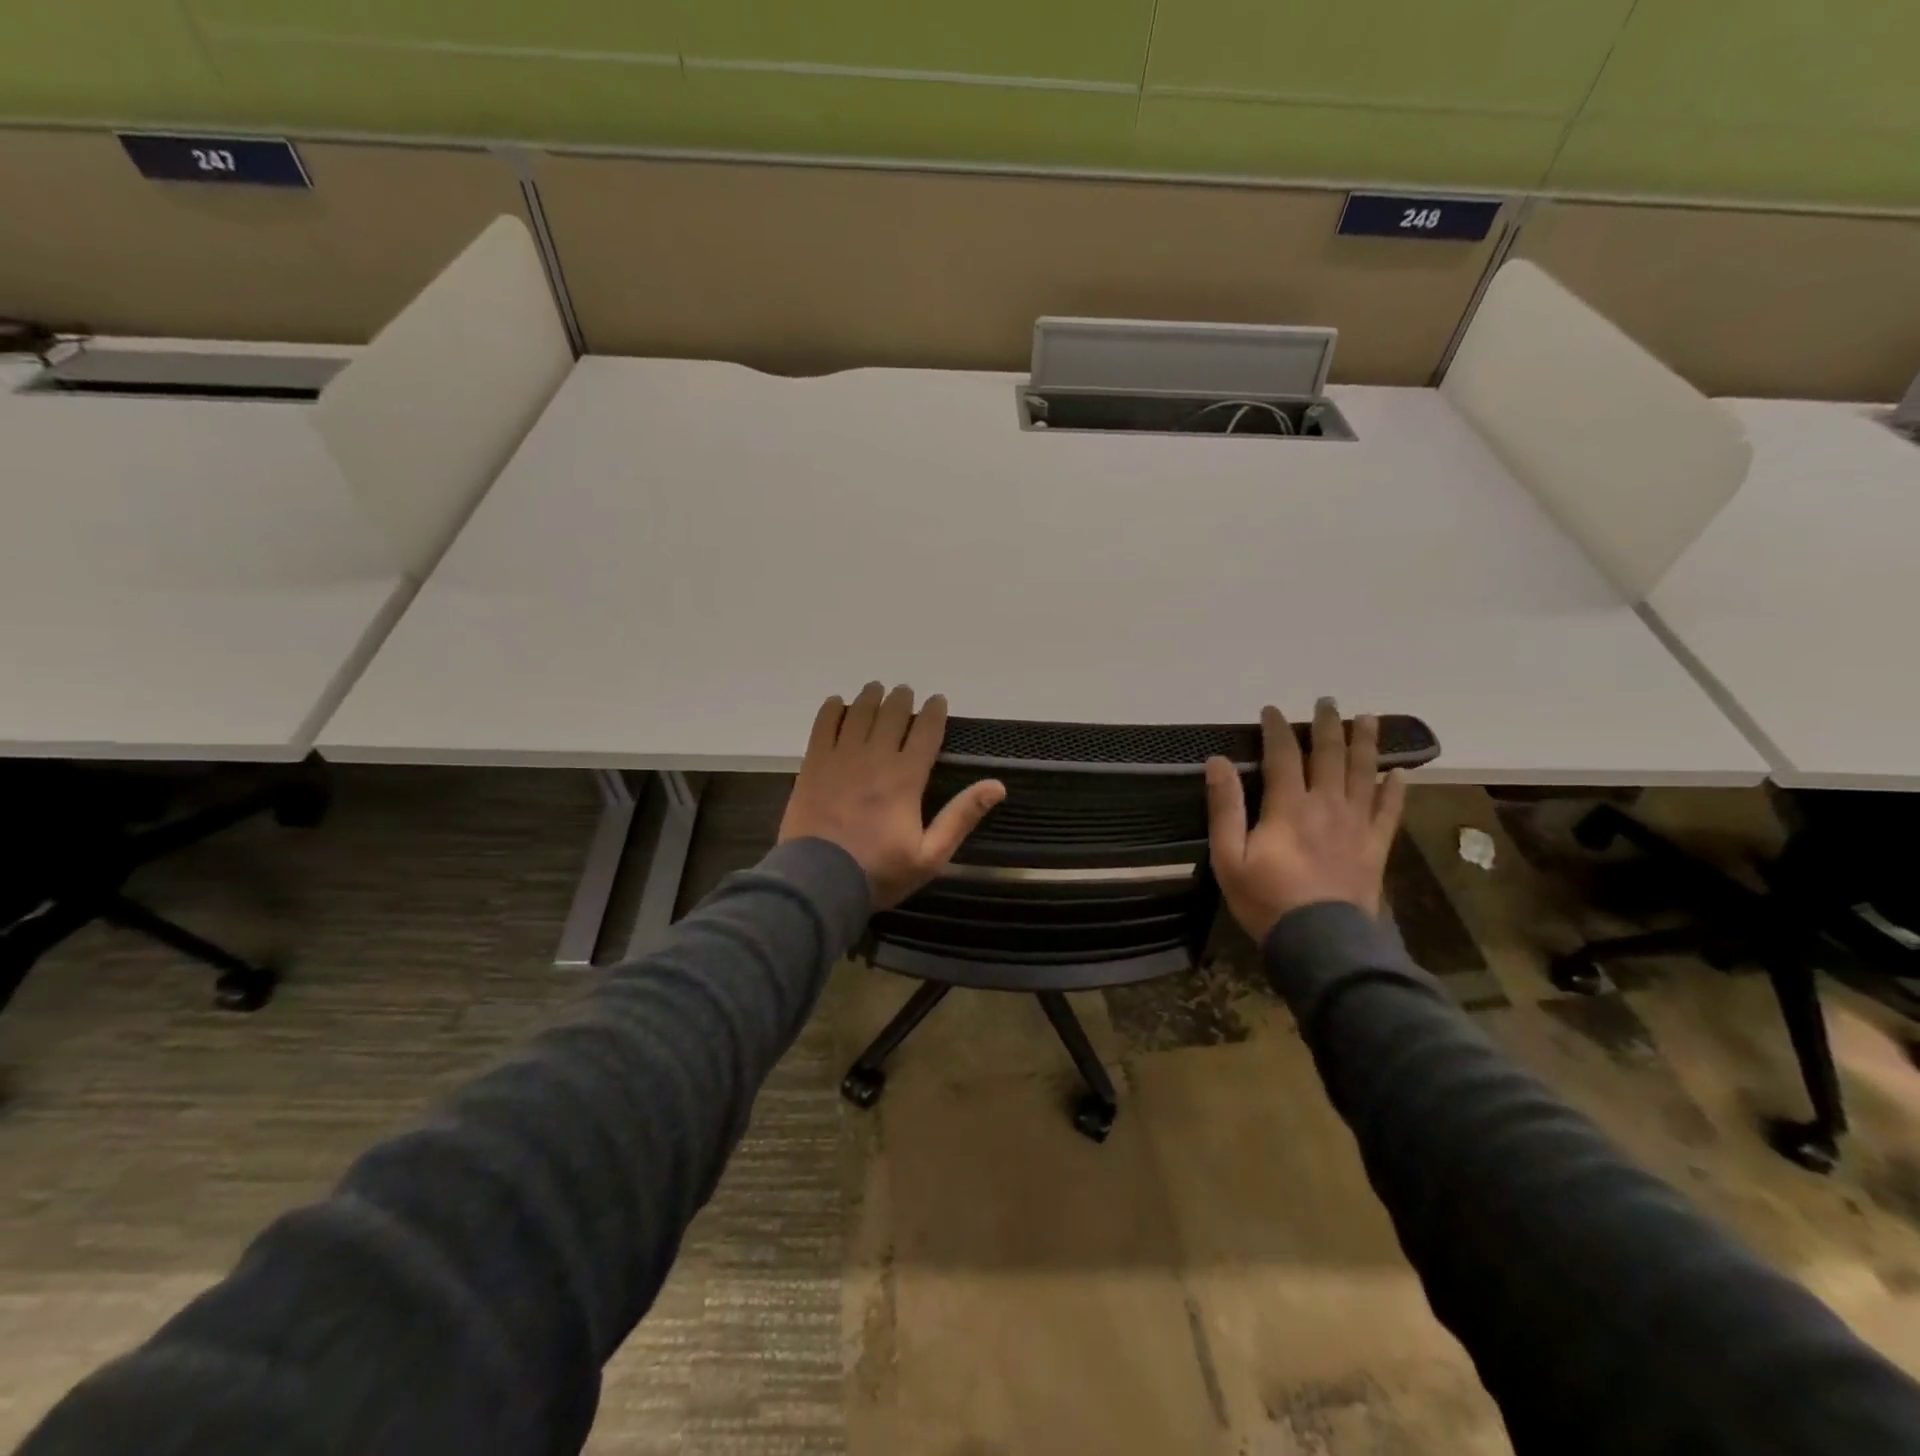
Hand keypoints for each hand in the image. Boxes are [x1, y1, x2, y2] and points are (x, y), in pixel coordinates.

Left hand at [779, 684, 1005, 909]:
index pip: (926, 732)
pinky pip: (822, 726)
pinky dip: (832, 710)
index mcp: (905, 778)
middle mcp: (874, 759)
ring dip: (870, 697)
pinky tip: (837, 703)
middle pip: (891, 715)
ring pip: (858, 714)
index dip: (934, 712)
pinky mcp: (813, 765)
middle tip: (905, 693)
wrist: (818, 882)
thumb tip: (997, 787)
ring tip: (876, 689)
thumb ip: (961, 817)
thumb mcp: (930, 855)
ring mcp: (840, 759)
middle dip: (902, 700)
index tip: (938, 701)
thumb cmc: (879, 872)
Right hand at [1204, 699, 1406, 941]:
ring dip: (1365, 743)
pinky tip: (1400, 773)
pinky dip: (1396, 789)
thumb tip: (1217, 761)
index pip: (1283, 755)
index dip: (1277, 729)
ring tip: (1368, 717)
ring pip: (1363, 774)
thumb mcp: (1228, 856)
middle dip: (1327, 725)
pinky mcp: (1375, 847)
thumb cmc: (1266, 900)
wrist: (1321, 943)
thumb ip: (1224, 807)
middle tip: (1327, 701)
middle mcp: (1326, 805)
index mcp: (1289, 806)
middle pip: (1329, 755)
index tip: (1272, 710)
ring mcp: (1356, 825)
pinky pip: (1389, 811)